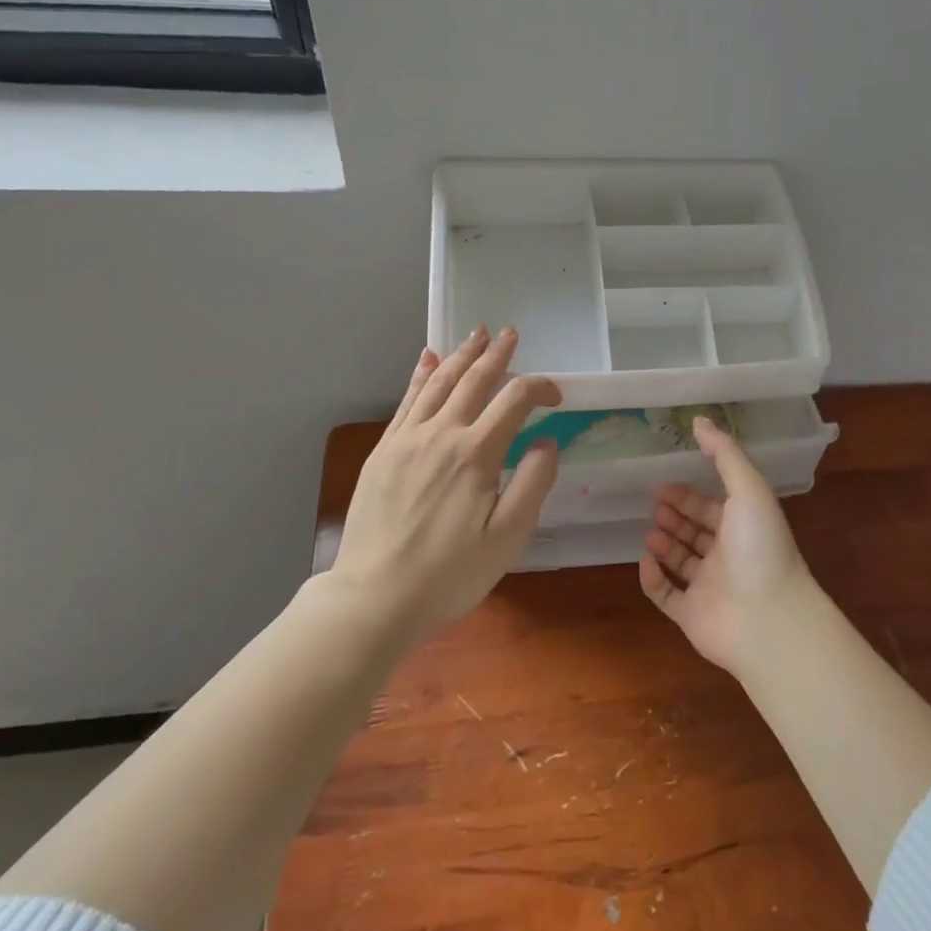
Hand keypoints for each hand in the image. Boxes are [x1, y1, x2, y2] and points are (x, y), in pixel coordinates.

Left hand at [331, 327, 560, 641]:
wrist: (374, 597)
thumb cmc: (449, 573)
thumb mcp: (508, 538)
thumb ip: (533, 483)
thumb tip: (548, 441)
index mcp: (476, 453)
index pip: (515, 400)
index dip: (540, 388)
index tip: (556, 396)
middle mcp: (441, 434)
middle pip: (474, 380)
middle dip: (497, 354)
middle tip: (511, 333)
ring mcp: (407, 440)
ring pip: (438, 383)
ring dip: (461, 355)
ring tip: (476, 334)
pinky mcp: (383, 451)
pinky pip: (405, 401)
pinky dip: (419, 375)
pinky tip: (427, 360)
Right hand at [639, 416, 817, 674]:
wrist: (768, 619)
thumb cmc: (759, 548)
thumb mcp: (748, 489)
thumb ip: (724, 454)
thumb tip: (699, 420)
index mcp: (742, 527)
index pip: (711, 506)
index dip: (687, 495)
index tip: (661, 484)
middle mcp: (727, 556)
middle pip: (696, 532)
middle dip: (674, 516)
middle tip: (652, 505)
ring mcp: (709, 588)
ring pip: (681, 562)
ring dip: (664, 544)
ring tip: (650, 531)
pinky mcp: (692, 616)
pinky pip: (666, 596)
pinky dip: (653, 580)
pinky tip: (645, 561)